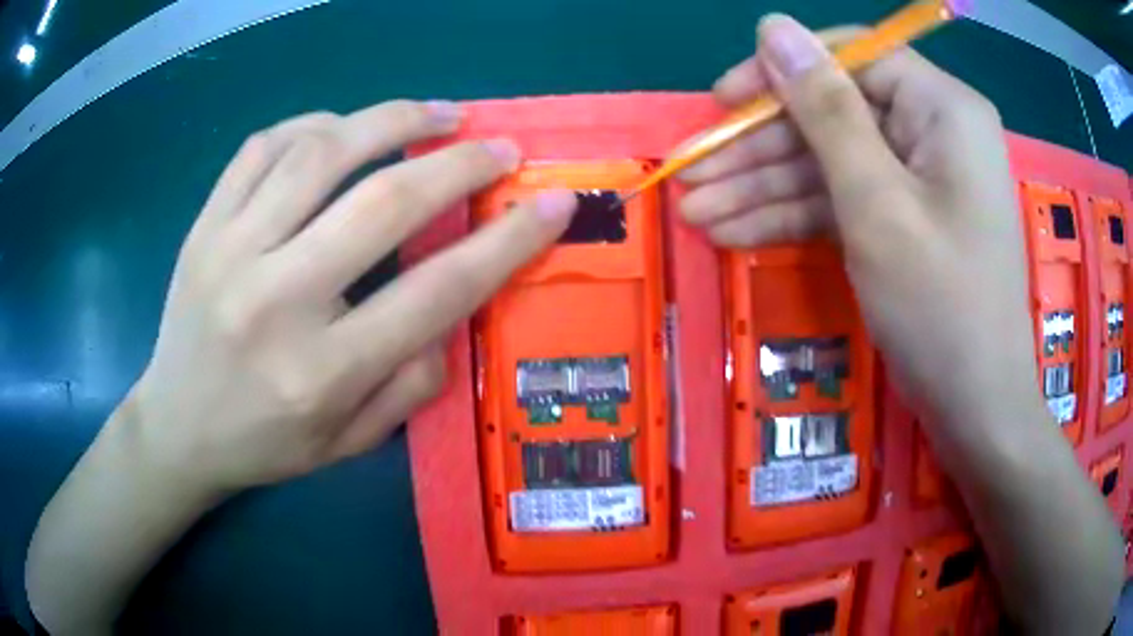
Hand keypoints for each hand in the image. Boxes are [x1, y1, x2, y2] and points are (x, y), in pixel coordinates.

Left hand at [128, 101, 576, 495]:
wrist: (176, 427)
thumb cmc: (265, 444)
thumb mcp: (350, 444)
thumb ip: (412, 383)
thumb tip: (454, 307)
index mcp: (322, 373)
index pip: (436, 290)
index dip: (507, 241)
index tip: (553, 204)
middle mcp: (275, 301)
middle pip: (383, 202)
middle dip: (459, 164)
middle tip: (499, 146)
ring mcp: (230, 251)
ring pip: (321, 152)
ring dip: (393, 120)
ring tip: (438, 114)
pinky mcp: (204, 225)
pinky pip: (263, 146)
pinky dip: (315, 123)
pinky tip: (343, 128)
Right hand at [680, 16, 1037, 427]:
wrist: (977, 408)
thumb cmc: (941, 305)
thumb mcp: (876, 202)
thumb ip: (824, 108)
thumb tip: (773, 27)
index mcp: (942, 108)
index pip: (850, 58)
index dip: (781, 73)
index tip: (722, 102)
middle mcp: (934, 130)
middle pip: (834, 114)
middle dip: (761, 148)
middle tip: (692, 176)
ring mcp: (920, 178)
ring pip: (832, 163)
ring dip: (765, 188)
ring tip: (697, 214)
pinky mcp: (907, 218)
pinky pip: (846, 200)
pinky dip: (795, 216)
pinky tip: (736, 233)